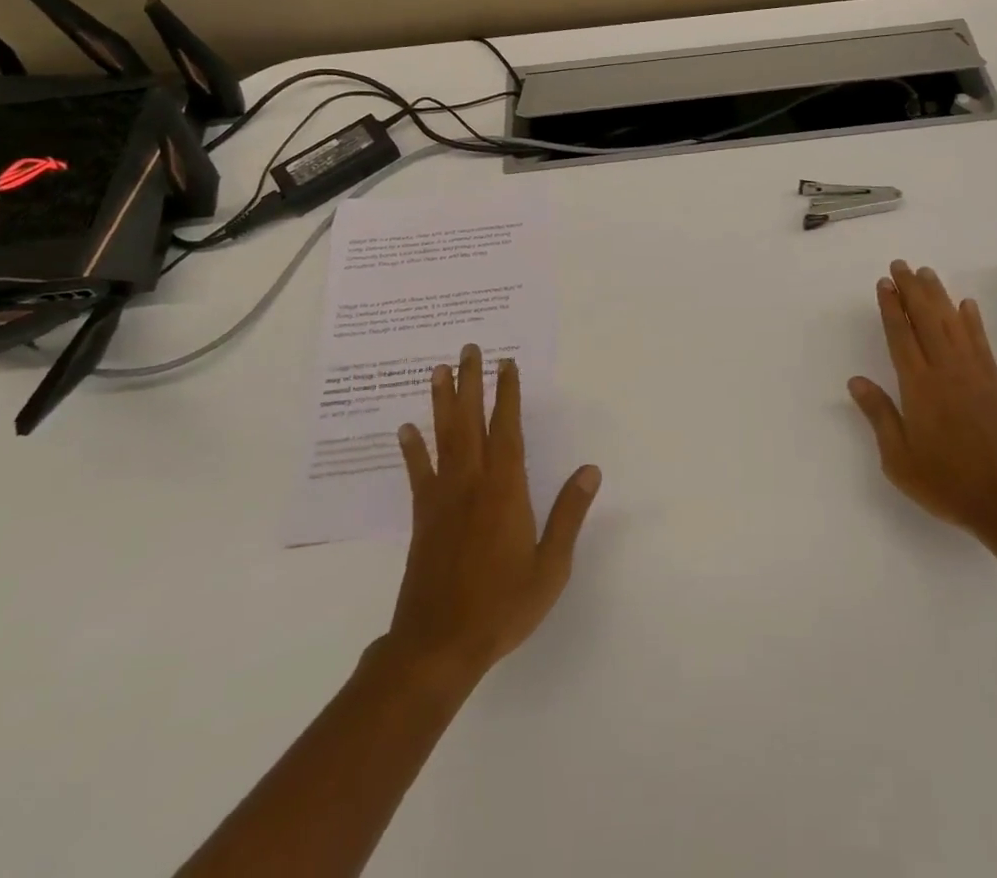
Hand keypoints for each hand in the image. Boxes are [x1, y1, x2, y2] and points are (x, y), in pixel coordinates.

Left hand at [375, 345, 600, 686]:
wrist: (438, 647)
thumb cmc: (502, 606)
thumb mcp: (550, 566)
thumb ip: (568, 514)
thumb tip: (590, 469)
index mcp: (505, 491)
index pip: (506, 430)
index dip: (506, 395)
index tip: (505, 363)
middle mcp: (472, 485)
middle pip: (470, 423)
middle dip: (470, 384)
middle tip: (468, 349)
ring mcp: (442, 500)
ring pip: (443, 439)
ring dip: (440, 403)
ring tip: (437, 371)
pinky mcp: (422, 519)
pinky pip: (419, 474)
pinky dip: (413, 450)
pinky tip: (406, 429)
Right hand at [848, 261, 996, 544]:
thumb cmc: (946, 482)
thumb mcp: (899, 458)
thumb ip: (879, 415)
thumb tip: (856, 380)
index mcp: (918, 387)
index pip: (900, 336)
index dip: (891, 307)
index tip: (884, 283)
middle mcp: (945, 370)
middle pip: (925, 319)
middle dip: (911, 290)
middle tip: (901, 265)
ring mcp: (974, 374)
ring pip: (953, 323)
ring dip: (939, 296)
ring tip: (927, 273)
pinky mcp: (996, 384)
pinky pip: (981, 343)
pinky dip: (973, 321)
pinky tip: (966, 305)